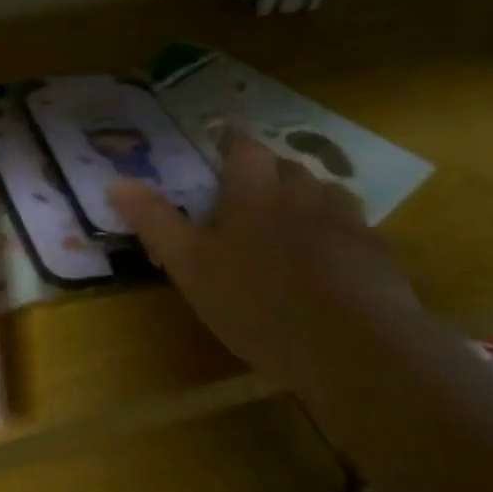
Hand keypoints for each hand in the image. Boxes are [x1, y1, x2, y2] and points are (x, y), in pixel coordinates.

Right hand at [108, 135, 417, 391]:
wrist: (352, 348)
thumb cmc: (255, 301)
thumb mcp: (188, 266)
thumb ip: (154, 221)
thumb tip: (115, 183)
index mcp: (254, 190)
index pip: (243, 147)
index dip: (230, 143)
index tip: (218, 148)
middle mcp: (303, 192)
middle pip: (285, 167)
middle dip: (266, 175)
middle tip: (246, 200)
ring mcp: (347, 221)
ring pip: (323, 194)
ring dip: (305, 202)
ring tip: (289, 228)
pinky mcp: (377, 253)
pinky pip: (352, 229)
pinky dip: (336, 236)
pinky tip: (327, 267)